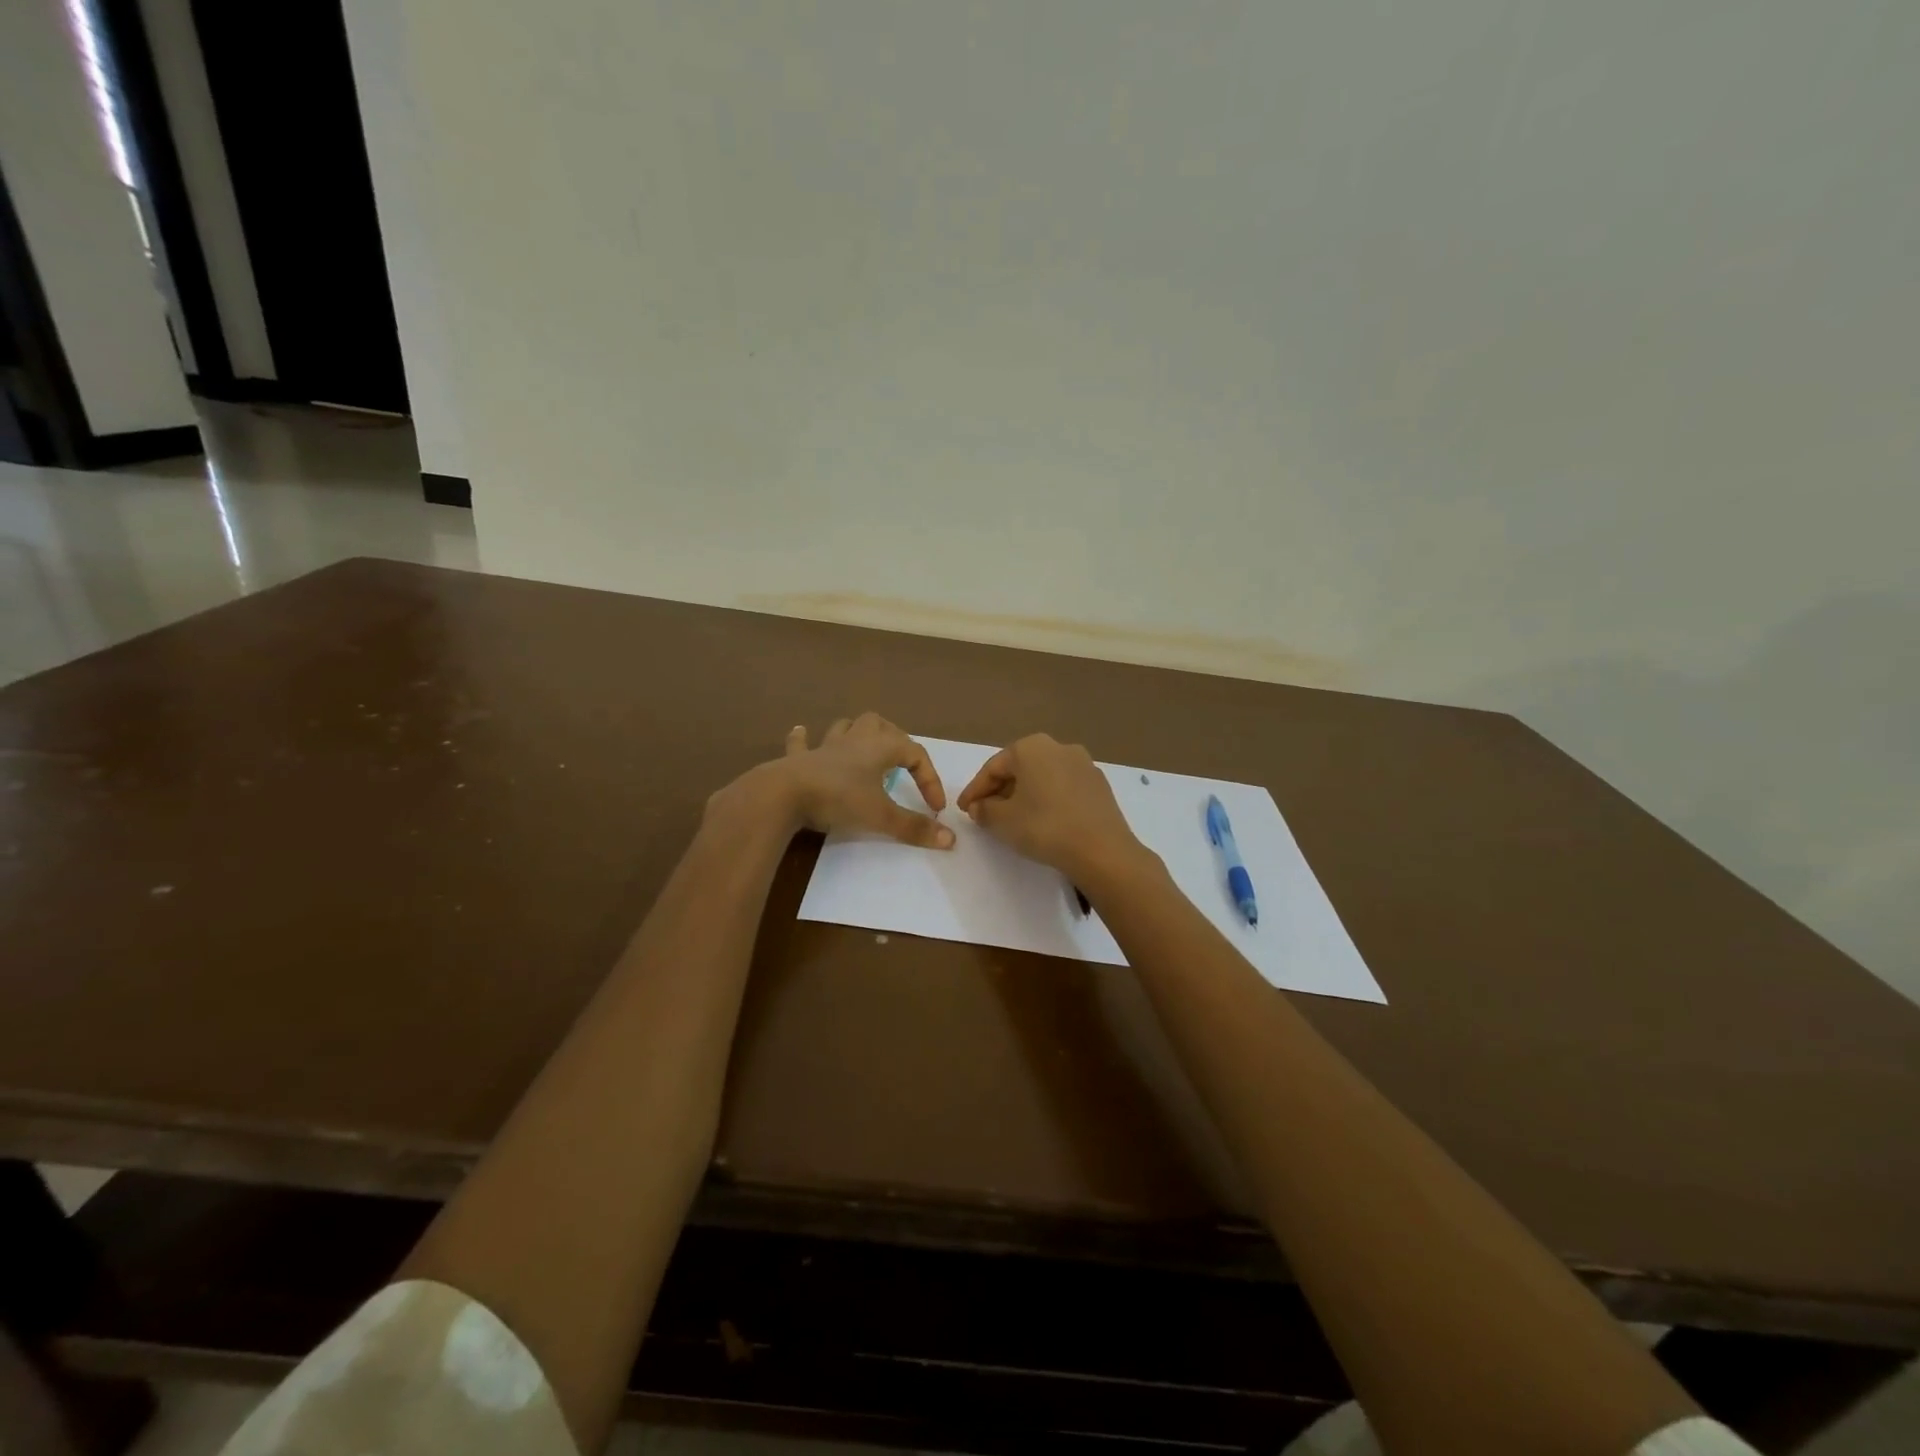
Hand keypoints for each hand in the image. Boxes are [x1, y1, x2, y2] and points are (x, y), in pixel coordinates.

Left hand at [760, 713, 953, 848]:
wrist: (782, 794)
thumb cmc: (837, 799)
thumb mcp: (880, 817)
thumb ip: (913, 828)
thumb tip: (951, 839)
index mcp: (879, 748)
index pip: (916, 754)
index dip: (930, 779)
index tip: (934, 809)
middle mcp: (854, 741)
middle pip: (880, 725)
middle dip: (894, 739)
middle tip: (901, 762)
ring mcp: (824, 747)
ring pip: (845, 727)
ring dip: (856, 733)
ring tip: (863, 745)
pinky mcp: (798, 759)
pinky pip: (802, 743)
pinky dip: (804, 739)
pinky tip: (801, 732)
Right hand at [955, 734, 1143, 881]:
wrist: (1102, 850)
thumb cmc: (1045, 827)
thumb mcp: (1003, 820)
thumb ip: (984, 809)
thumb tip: (979, 806)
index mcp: (1032, 747)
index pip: (993, 767)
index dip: (974, 790)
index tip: (963, 810)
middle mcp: (1059, 747)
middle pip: (1019, 768)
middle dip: (999, 791)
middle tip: (985, 813)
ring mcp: (1083, 764)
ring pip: (1042, 777)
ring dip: (1024, 795)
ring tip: (1013, 819)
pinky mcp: (1099, 785)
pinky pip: (1063, 788)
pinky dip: (1047, 800)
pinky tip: (1043, 821)